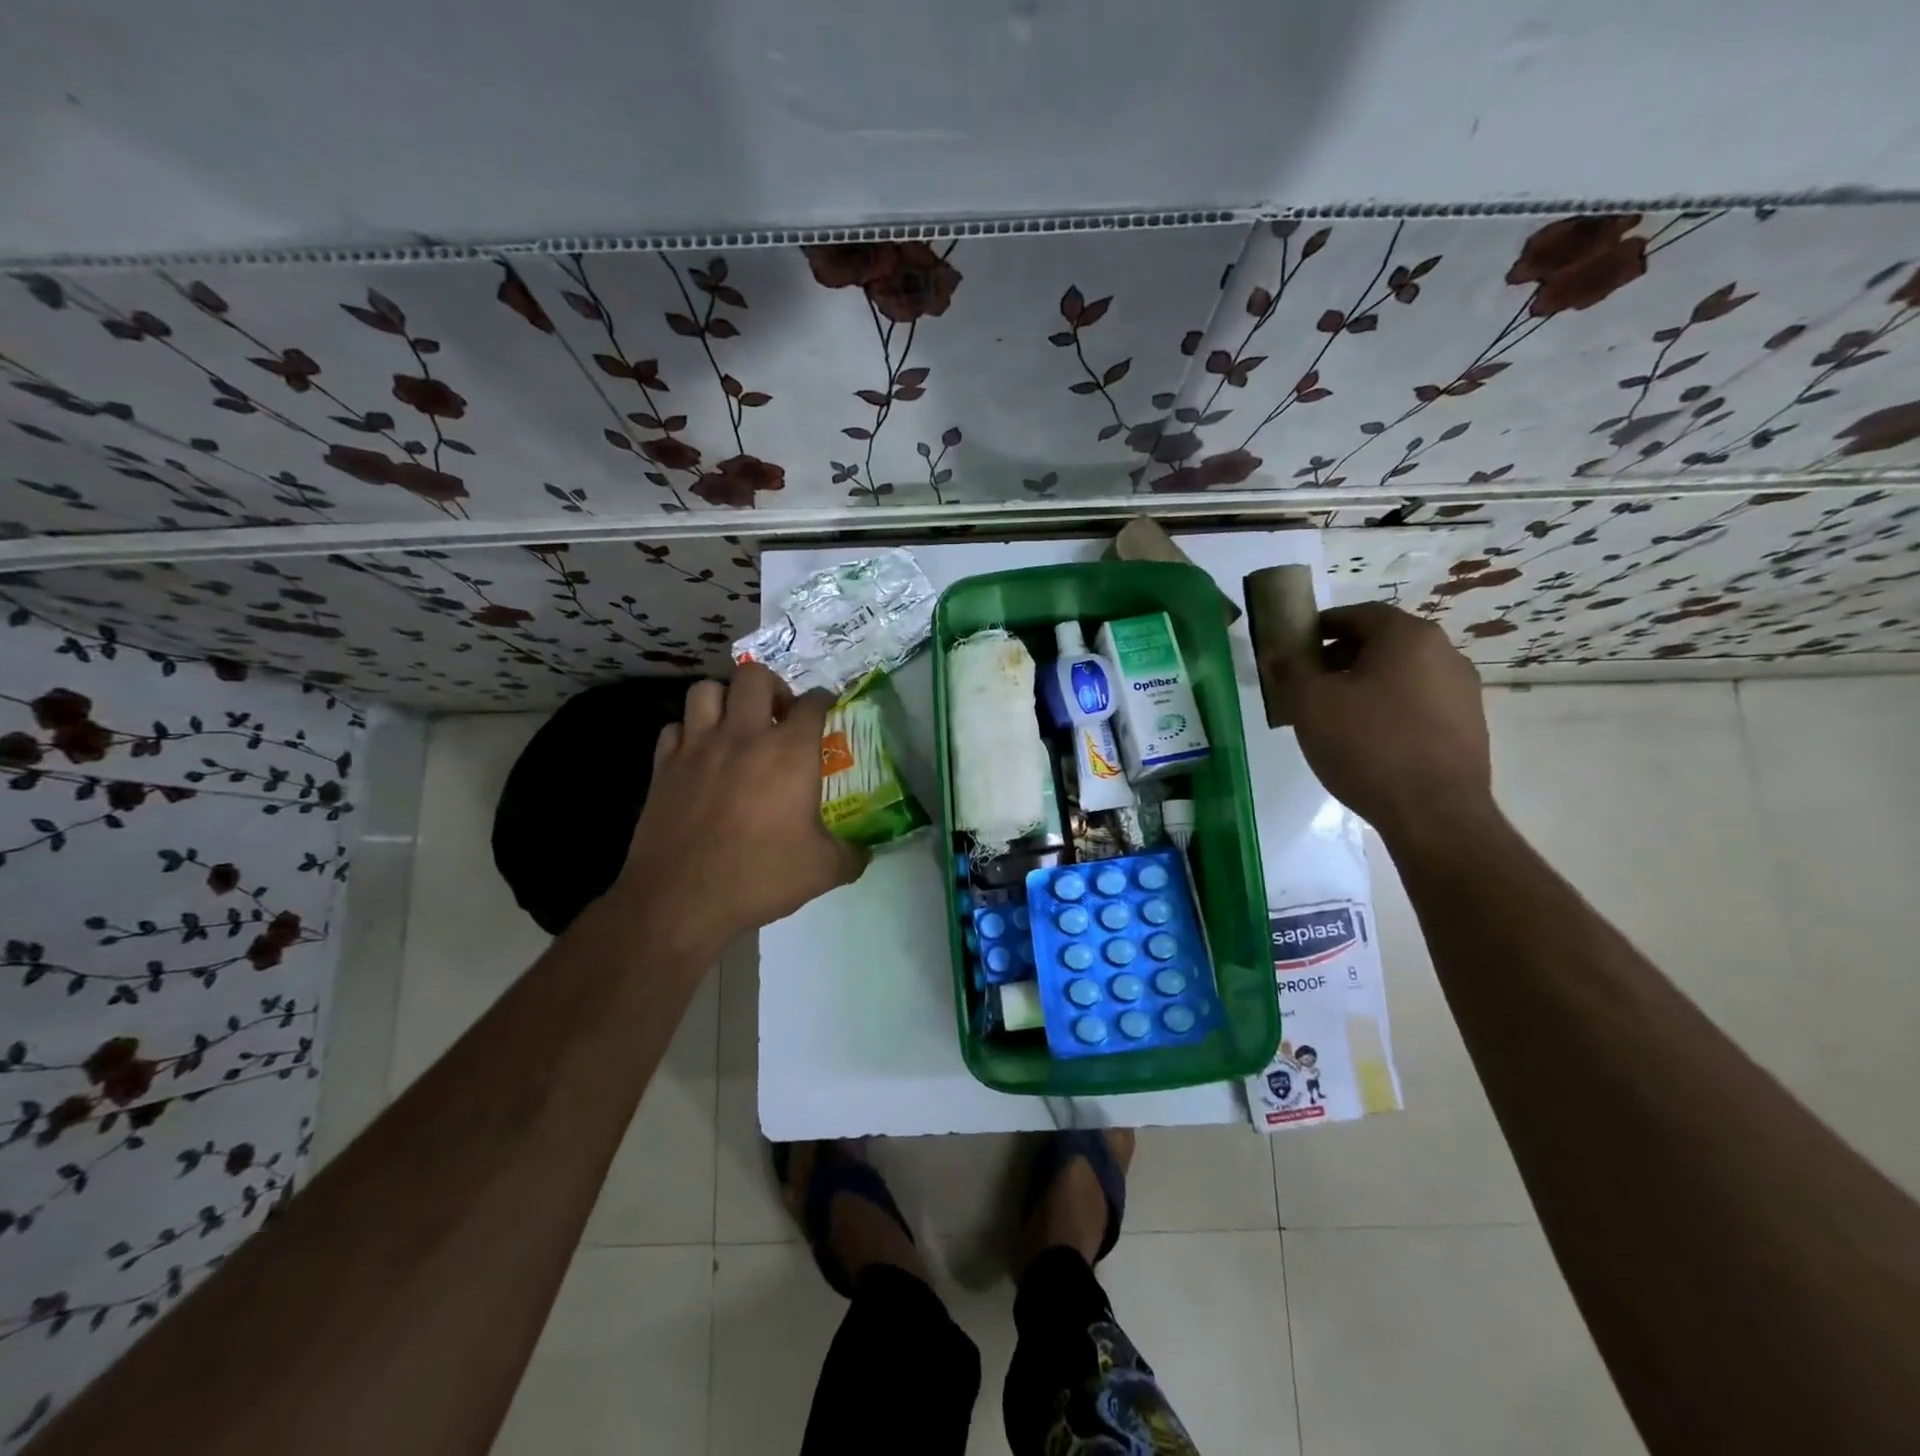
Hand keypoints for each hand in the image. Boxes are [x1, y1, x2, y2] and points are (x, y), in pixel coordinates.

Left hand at [612, 664, 867, 955]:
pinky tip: (700, 754)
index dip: (823, 699)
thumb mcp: (823, 870)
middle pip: (754, 676)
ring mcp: (698, 747)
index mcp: (789, 752)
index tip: (826, 706)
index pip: (811, 704)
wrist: (681, 899)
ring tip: (736, 724)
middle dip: (772, 686)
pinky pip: (675, 726)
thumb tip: (866, 853)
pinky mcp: (664, 766)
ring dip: (725, 699)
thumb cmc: (760, 876)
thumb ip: (852, 855)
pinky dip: (690, 731)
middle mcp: (744, 736)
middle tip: (778, 714)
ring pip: (707, 690)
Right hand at [1271, 602, 1498, 851]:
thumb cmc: (1366, 744)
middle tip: (1307, 685)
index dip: (1321, 627)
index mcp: (1407, 636)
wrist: (1434, 813)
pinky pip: (1417, 705)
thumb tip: (1279, 652)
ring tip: (1333, 718)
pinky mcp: (1469, 727)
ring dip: (1364, 686)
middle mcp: (1444, 653)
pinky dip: (1388, 711)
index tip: (1295, 648)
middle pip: (1381, 644)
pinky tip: (1366, 742)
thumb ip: (1290, 669)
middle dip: (1340, 659)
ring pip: (1400, 676)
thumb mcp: (1310, 703)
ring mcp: (1463, 692)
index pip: (1358, 614)